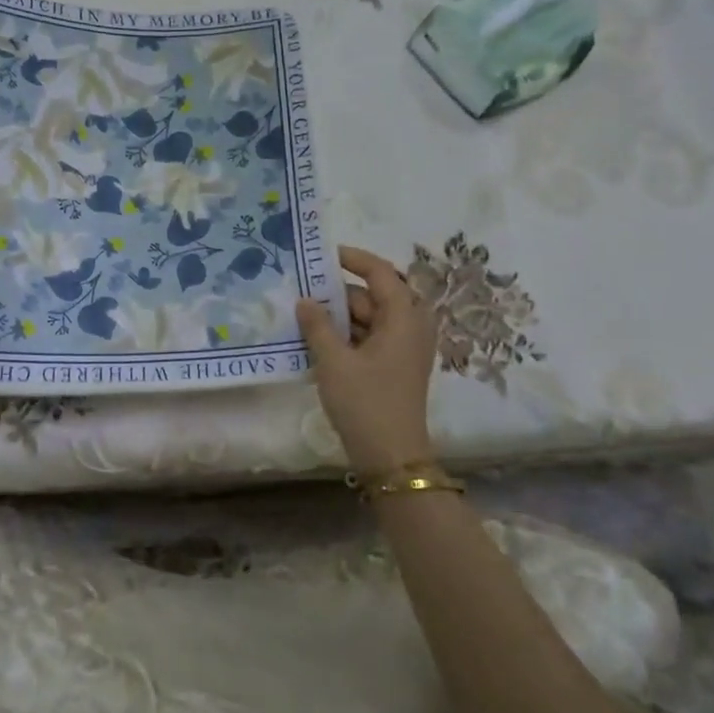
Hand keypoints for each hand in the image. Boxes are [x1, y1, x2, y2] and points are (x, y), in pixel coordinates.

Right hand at [296, 245, 440, 476]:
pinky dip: (347, 335)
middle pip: (374, 296)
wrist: (391, 457)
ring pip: (370, 318)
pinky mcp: (395, 367)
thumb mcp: (333, 361)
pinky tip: (317, 341)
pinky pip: (370, 338)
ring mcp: (404, 349)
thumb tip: (305, 300)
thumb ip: (317, 325)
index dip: (354, 259)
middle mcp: (410, 327)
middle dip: (339, 293)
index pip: (381, 273)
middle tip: (302, 290)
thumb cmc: (365, 402)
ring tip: (303, 316)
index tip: (323, 255)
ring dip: (340, 317)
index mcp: (404, 318)